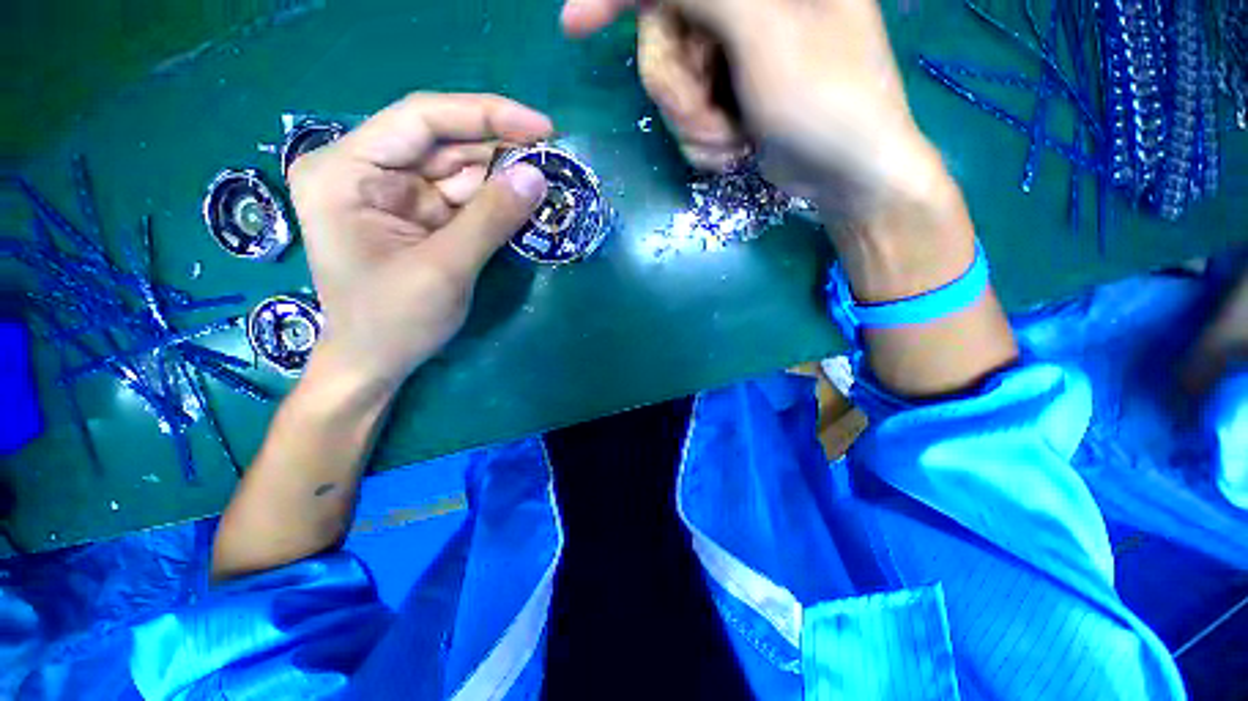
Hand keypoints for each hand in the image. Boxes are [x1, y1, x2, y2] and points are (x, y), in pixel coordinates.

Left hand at [287, 93, 551, 393]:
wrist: (376, 362)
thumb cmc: (394, 321)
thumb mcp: (445, 269)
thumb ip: (491, 219)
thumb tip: (538, 177)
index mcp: (347, 171)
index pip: (421, 119)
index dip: (486, 115)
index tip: (542, 126)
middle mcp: (366, 170)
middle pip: (443, 141)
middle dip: (500, 148)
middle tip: (553, 157)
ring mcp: (394, 193)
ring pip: (459, 169)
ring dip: (503, 175)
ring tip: (547, 179)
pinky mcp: (418, 216)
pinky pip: (464, 197)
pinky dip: (496, 200)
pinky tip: (525, 201)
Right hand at [567, 0, 941, 215]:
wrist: (847, 175)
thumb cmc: (825, 100)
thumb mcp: (766, 35)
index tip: (574, 25)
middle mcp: (744, 10)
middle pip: (663, 42)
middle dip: (680, 94)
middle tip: (711, 123)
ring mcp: (733, 57)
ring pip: (672, 88)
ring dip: (694, 126)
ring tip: (731, 142)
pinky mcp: (729, 98)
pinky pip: (688, 119)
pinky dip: (705, 143)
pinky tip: (735, 152)